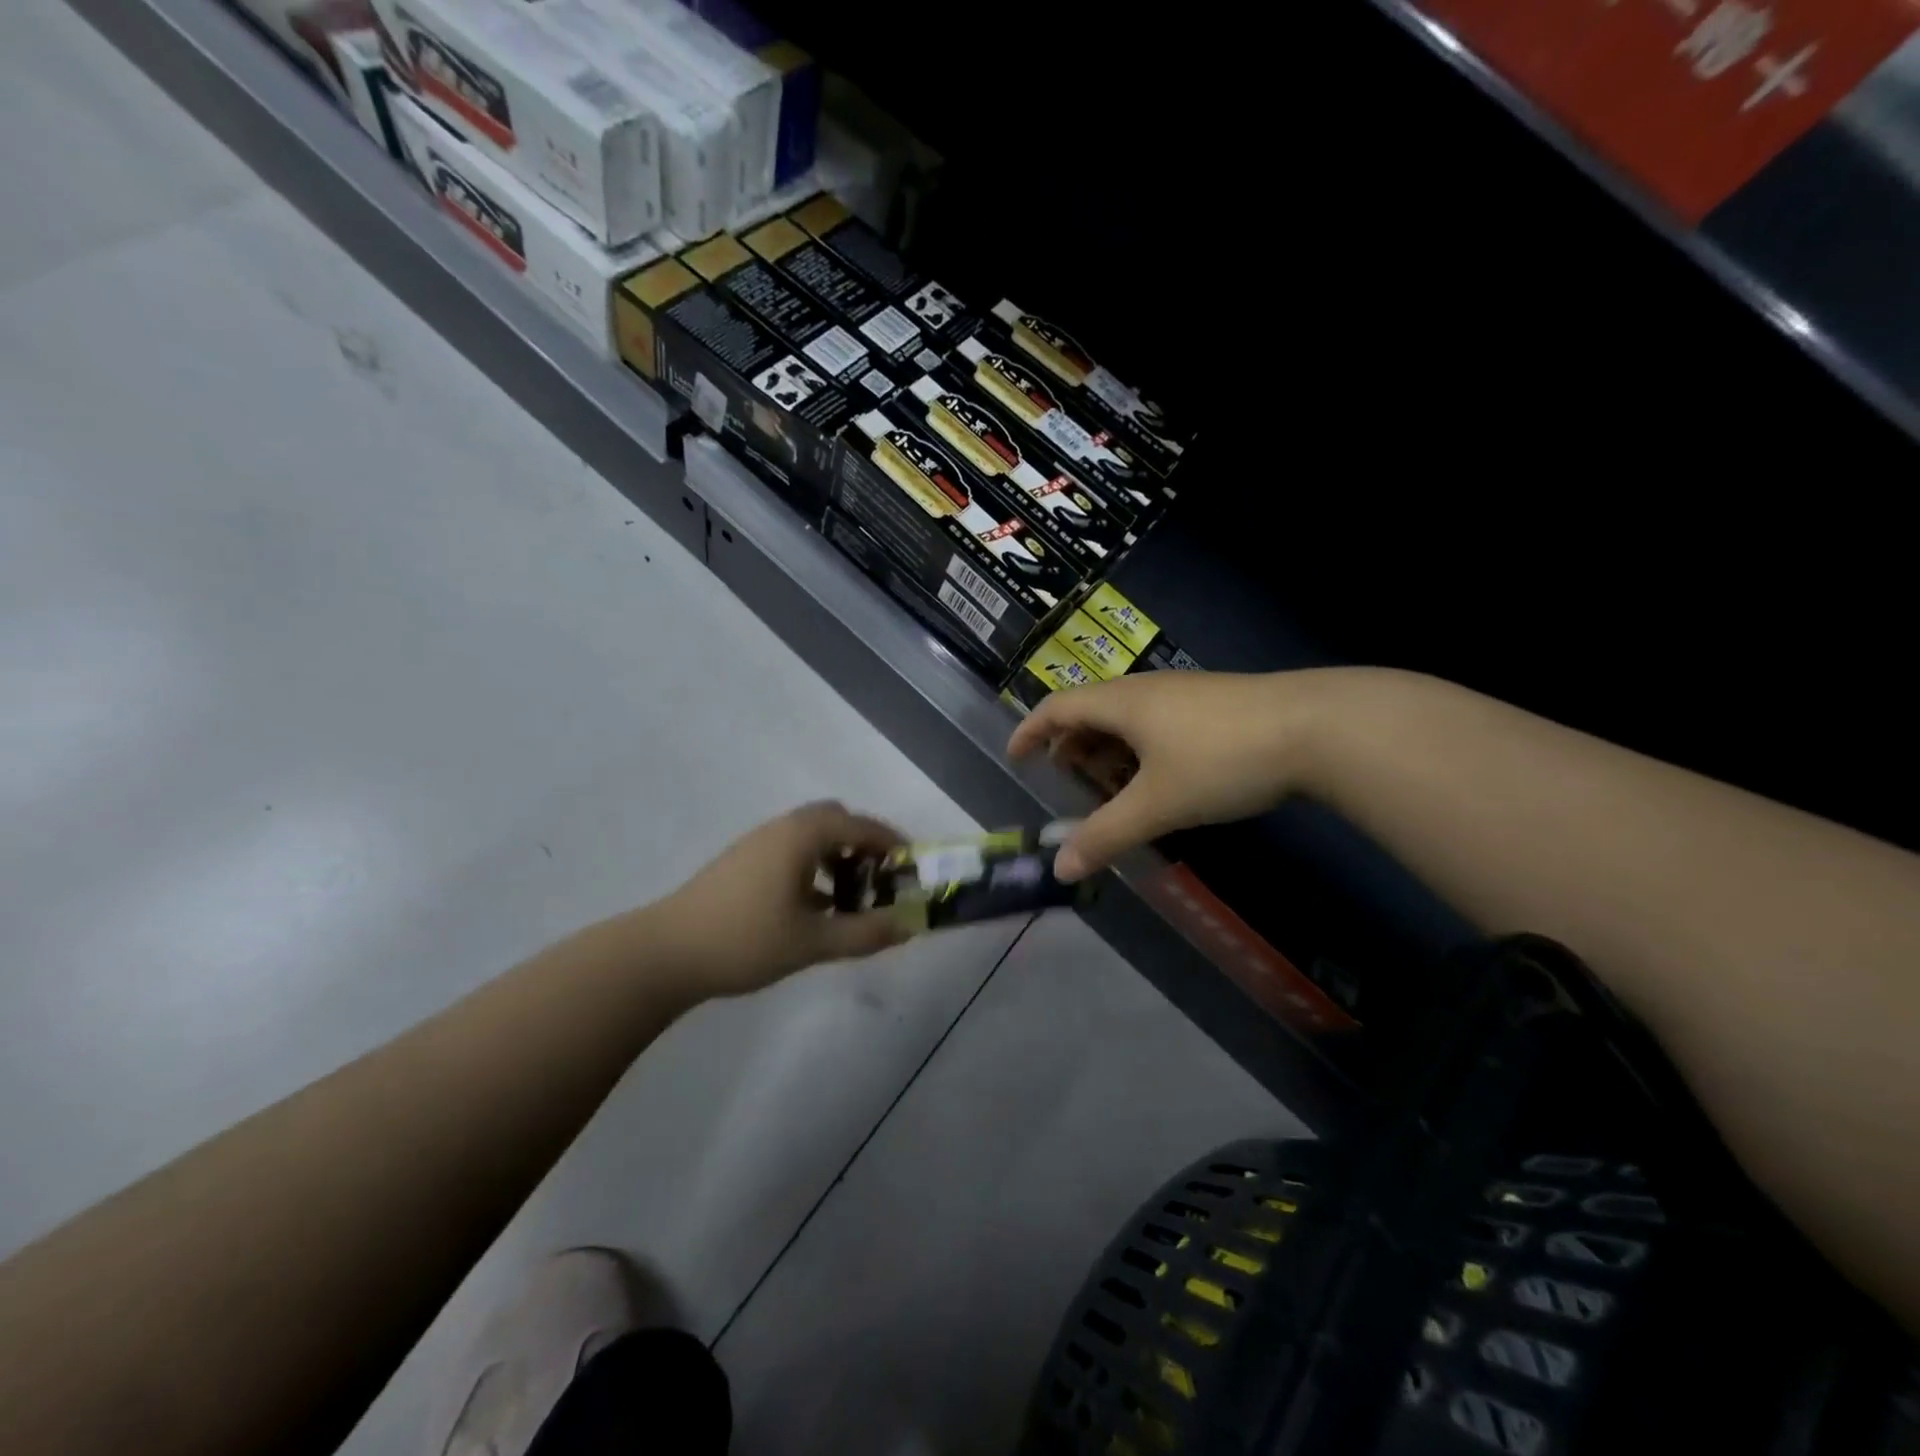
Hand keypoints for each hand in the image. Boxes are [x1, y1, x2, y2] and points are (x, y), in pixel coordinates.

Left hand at [648, 801, 909, 997]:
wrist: (665, 953)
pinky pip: (791, 852)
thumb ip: (865, 932)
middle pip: (834, 821)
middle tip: (880, 879)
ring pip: (811, 837)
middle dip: (863, 845)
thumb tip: (909, 926)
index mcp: (801, 836)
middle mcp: (781, 829)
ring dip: (837, 858)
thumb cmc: (745, 940)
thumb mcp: (812, 942)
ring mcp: (757, 844)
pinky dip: (813, 869)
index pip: (859, 824)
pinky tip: (814, 909)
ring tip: (851, 899)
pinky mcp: (742, 864)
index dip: (891, 842)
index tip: (912, 865)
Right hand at [1008, 669, 1356, 879]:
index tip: (1016, 758)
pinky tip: (1161, 780)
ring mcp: (1183, 694)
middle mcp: (1146, 690)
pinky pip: (1157, 723)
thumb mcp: (1157, 803)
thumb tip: (1061, 869)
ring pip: (1127, 719)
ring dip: (1108, 751)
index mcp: (1121, 702)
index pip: (1056, 708)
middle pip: (1091, 711)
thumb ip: (1106, 835)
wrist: (1317, 728)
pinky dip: (1140, 750)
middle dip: (1071, 747)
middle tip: (1067, 783)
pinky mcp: (1214, 704)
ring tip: (1113, 789)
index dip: (1030, 732)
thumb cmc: (1221, 759)